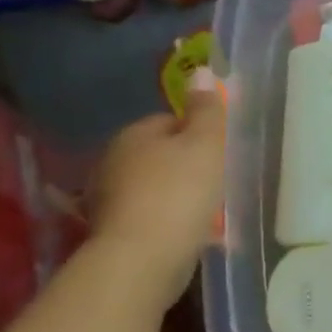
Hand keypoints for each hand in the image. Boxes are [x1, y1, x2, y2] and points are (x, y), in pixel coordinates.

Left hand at [87, 69, 226, 307]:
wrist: (142, 260)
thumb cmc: (179, 193)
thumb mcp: (204, 145)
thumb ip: (206, 110)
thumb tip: (201, 70)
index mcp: (133, 134)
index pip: (170, 121)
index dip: (200, 135)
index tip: (221, 154)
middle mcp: (113, 162)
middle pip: (161, 155)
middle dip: (188, 167)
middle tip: (219, 185)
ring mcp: (109, 200)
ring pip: (156, 188)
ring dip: (179, 197)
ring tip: (209, 216)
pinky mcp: (114, 233)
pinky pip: (151, 218)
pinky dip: (169, 222)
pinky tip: (190, 236)